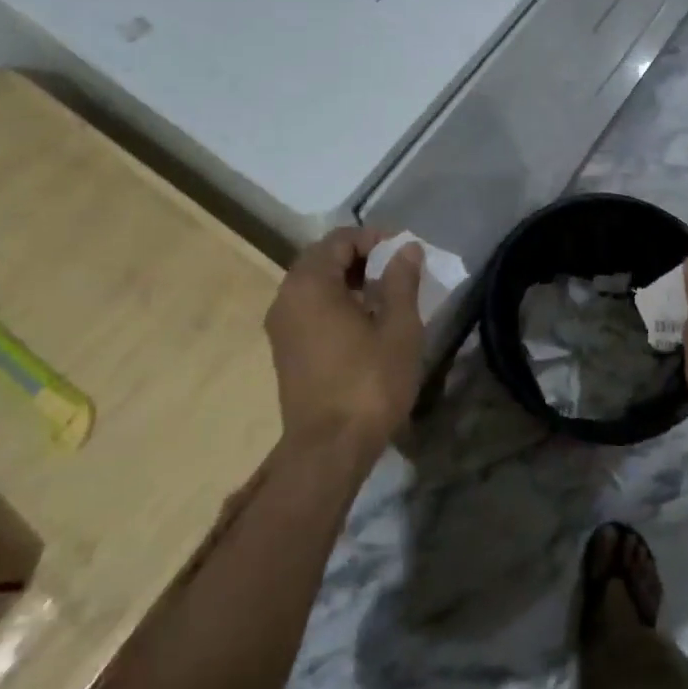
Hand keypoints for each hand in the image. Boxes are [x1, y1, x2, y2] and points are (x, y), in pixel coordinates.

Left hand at [264, 227, 424, 456]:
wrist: (329, 451)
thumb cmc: (369, 383)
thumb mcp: (398, 327)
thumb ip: (401, 280)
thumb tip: (406, 249)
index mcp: (309, 283)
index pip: (340, 239)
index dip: (374, 238)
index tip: (405, 251)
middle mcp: (286, 297)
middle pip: (324, 259)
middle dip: (362, 257)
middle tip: (397, 269)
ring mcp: (281, 326)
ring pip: (316, 285)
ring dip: (349, 280)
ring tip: (387, 295)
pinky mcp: (285, 350)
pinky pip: (310, 308)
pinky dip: (336, 302)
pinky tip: (366, 322)